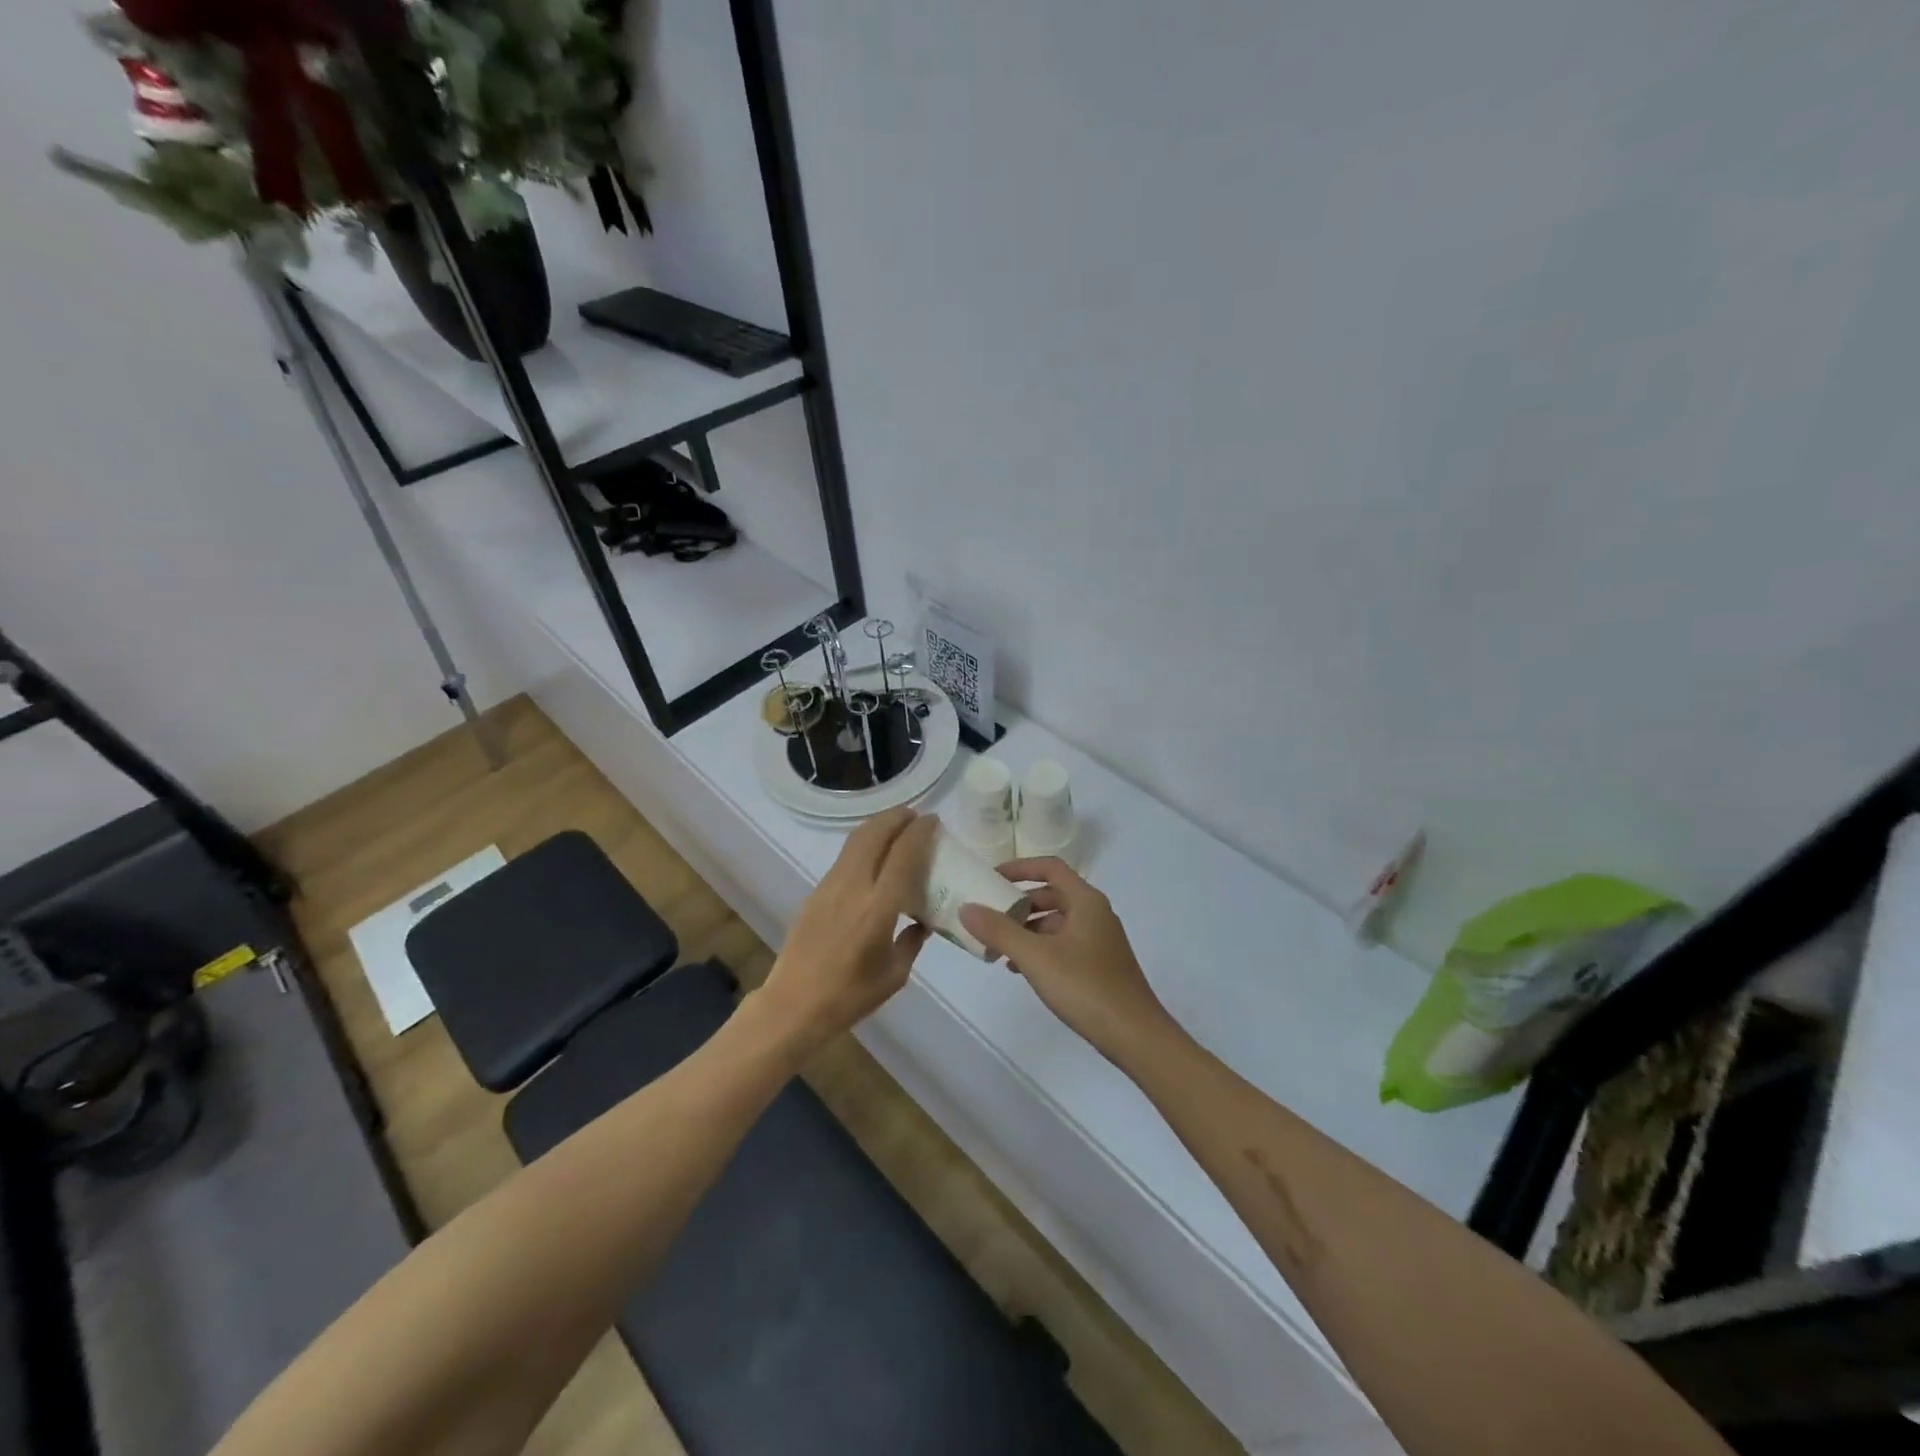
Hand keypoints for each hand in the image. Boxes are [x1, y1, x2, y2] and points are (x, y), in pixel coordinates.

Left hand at [755, 807, 937, 1051]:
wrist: (793, 1005)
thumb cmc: (850, 996)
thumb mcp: (894, 974)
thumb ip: (912, 940)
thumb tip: (923, 921)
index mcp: (878, 907)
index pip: (903, 854)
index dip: (920, 832)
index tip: (934, 820)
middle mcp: (853, 886)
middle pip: (875, 833)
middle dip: (897, 818)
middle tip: (916, 817)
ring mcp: (830, 886)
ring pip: (855, 840)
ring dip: (878, 827)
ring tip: (897, 829)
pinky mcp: (816, 892)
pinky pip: (845, 857)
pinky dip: (864, 845)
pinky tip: (874, 859)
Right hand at [959, 858, 1175, 1068]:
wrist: (1136, 1036)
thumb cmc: (1086, 987)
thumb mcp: (1036, 957)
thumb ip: (999, 931)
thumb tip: (966, 907)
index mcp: (1086, 901)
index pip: (1050, 868)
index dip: (1019, 868)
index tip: (990, 878)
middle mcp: (1095, 914)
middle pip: (1051, 895)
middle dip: (1017, 904)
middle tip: (988, 918)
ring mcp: (1099, 940)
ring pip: (1055, 923)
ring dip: (1026, 930)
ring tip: (997, 949)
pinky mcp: (1099, 965)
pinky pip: (1062, 944)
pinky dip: (1039, 949)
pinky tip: (1019, 969)